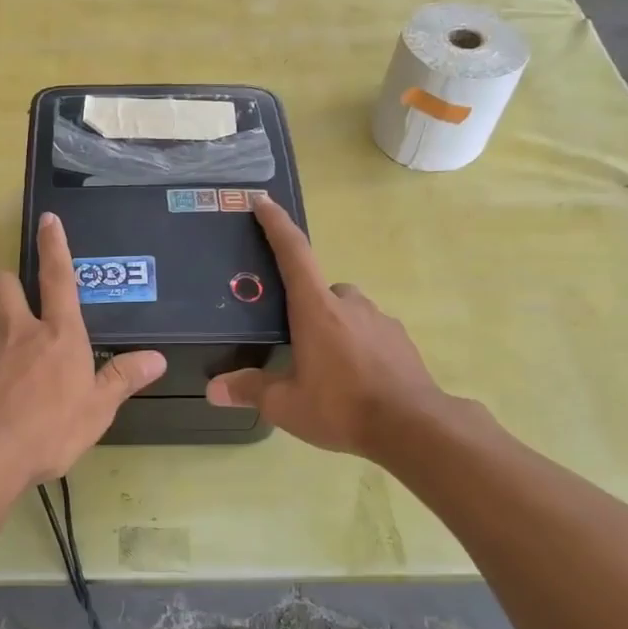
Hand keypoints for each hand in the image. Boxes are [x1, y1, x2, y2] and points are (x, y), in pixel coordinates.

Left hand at [0, 211, 165, 489]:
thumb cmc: (48, 430)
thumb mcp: (97, 410)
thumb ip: (122, 379)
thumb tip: (157, 357)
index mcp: (58, 335)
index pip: (59, 278)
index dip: (55, 246)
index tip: (48, 219)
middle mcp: (17, 332)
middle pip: (2, 284)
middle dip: (6, 284)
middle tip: (16, 306)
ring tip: (5, 360)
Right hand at [206, 197, 451, 459]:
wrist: (413, 427)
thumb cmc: (342, 407)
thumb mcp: (287, 405)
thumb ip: (251, 390)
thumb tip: (214, 389)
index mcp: (316, 309)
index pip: (293, 253)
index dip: (276, 225)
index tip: (263, 202)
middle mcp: (349, 304)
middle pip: (319, 289)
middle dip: (304, 307)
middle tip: (292, 340)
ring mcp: (379, 320)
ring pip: (346, 311)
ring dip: (332, 328)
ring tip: (324, 369)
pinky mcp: (400, 340)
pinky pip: (369, 332)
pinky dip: (356, 345)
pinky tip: (354, 379)